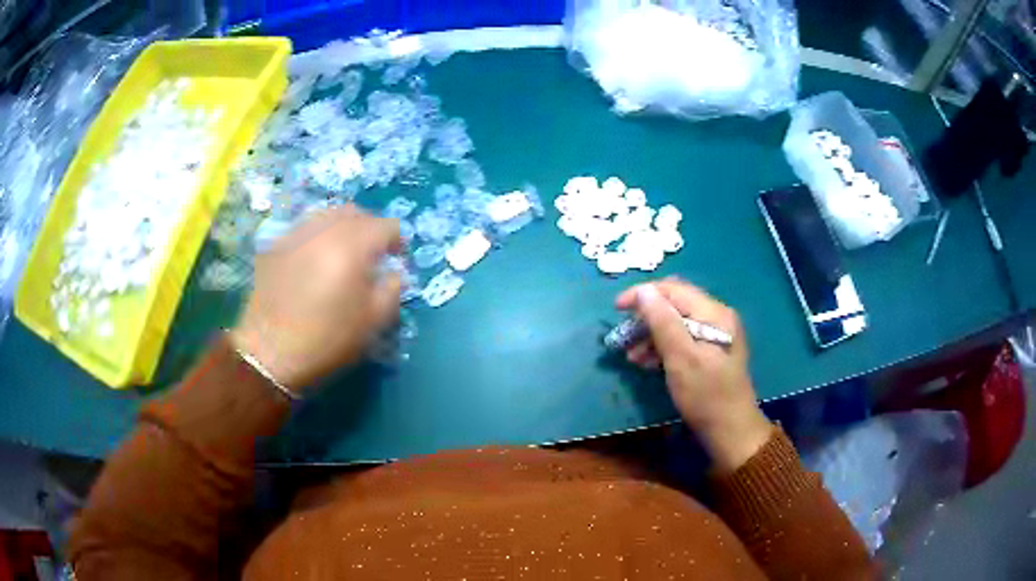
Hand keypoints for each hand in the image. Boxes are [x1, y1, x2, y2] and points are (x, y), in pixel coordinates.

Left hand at [230, 205, 401, 394]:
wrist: (270, 353)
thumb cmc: (327, 340)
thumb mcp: (372, 322)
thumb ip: (392, 290)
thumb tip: (394, 272)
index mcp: (352, 248)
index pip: (385, 225)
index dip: (397, 240)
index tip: (395, 260)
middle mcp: (324, 231)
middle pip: (356, 212)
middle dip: (370, 228)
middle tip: (371, 254)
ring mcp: (296, 234)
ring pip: (327, 214)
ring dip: (342, 227)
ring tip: (342, 252)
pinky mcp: (276, 244)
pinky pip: (304, 228)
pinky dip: (317, 235)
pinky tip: (313, 259)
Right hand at [616, 278, 772, 471]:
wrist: (730, 431)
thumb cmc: (706, 395)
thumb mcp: (681, 358)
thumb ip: (663, 322)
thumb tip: (643, 291)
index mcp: (714, 313)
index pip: (673, 289)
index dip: (643, 294)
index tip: (616, 309)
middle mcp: (717, 317)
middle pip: (675, 304)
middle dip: (646, 316)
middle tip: (624, 337)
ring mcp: (716, 335)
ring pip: (676, 322)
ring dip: (651, 334)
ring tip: (632, 355)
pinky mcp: (711, 352)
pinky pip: (682, 339)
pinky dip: (663, 346)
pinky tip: (647, 362)